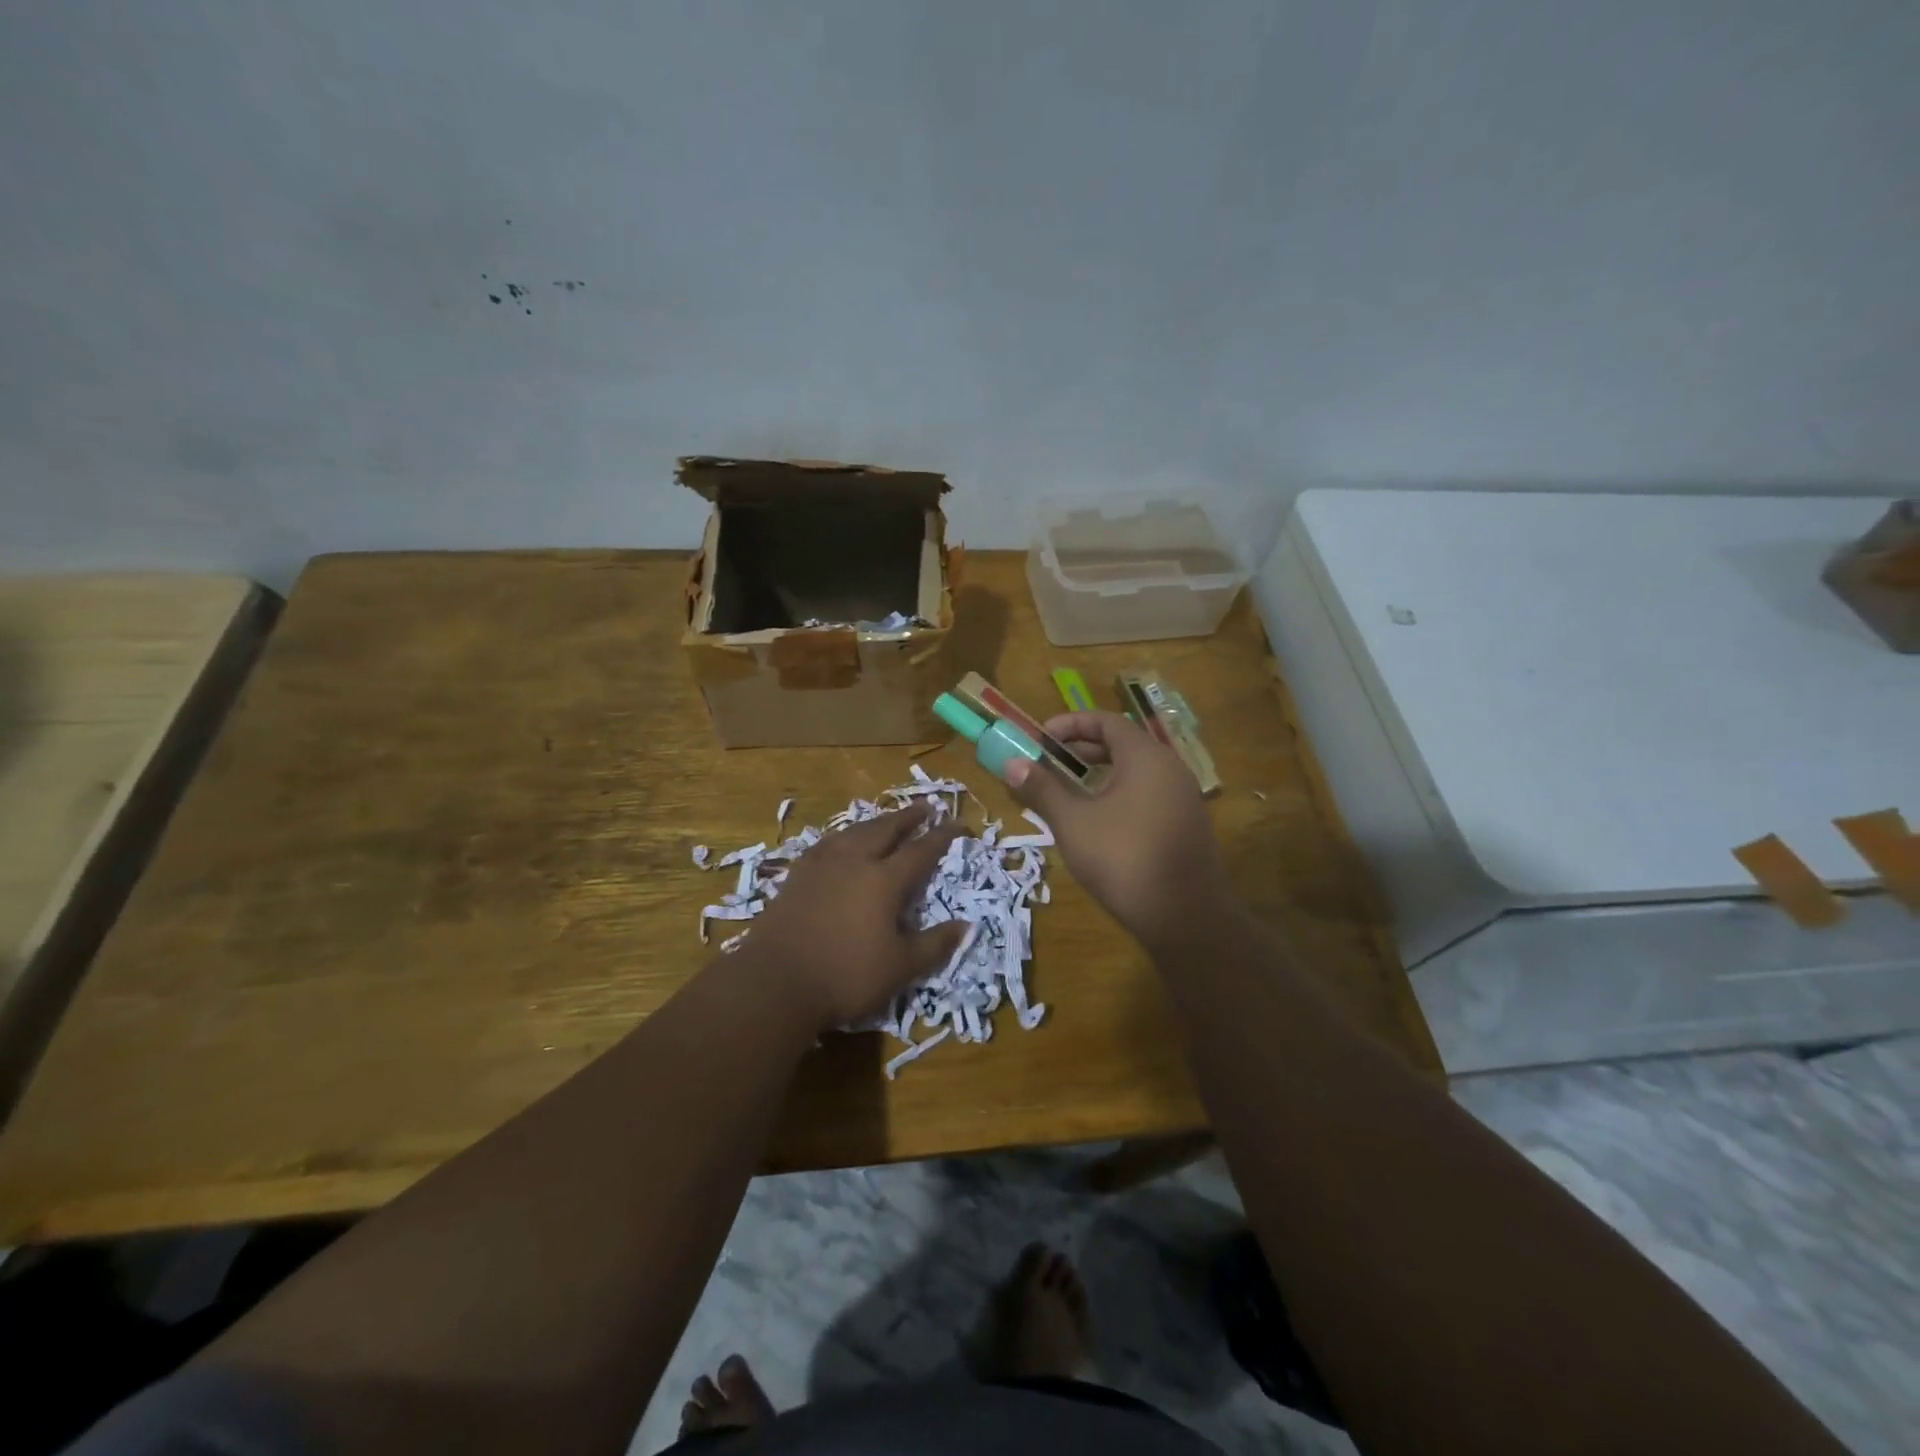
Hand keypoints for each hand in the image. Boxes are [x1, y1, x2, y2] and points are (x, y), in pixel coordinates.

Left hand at [741, 803, 965, 1031]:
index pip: (920, 851)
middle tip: (925, 806)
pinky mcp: (797, 875)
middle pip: (885, 829)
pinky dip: (844, 836)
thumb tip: (966, 926)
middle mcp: (854, 862)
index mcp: (884, 881)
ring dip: (876, 822)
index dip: (941, 837)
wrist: (775, 982)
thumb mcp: (900, 968)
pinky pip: (827, 843)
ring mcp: (822, 866)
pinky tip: (841, 841)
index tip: (957, 824)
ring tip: (887, 819)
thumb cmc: (845, 977)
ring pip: (854, 831)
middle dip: (908, 817)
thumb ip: (934, 945)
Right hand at [1004, 711, 1223, 946]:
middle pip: (1122, 744)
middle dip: (1082, 750)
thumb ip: (1042, 789)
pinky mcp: (1186, 825)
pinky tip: (1097, 822)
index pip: (1106, 721)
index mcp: (1145, 757)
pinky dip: (1119, 795)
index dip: (1071, 724)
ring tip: (1067, 792)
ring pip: (1135, 772)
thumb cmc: (1123, 858)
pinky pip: (1148, 795)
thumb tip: (1011, 763)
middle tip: (1049, 763)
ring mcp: (1183, 798)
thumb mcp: (1073, 822)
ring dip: (1099, 775)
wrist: (1185, 916)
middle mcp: (1169, 768)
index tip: (1041, 737)